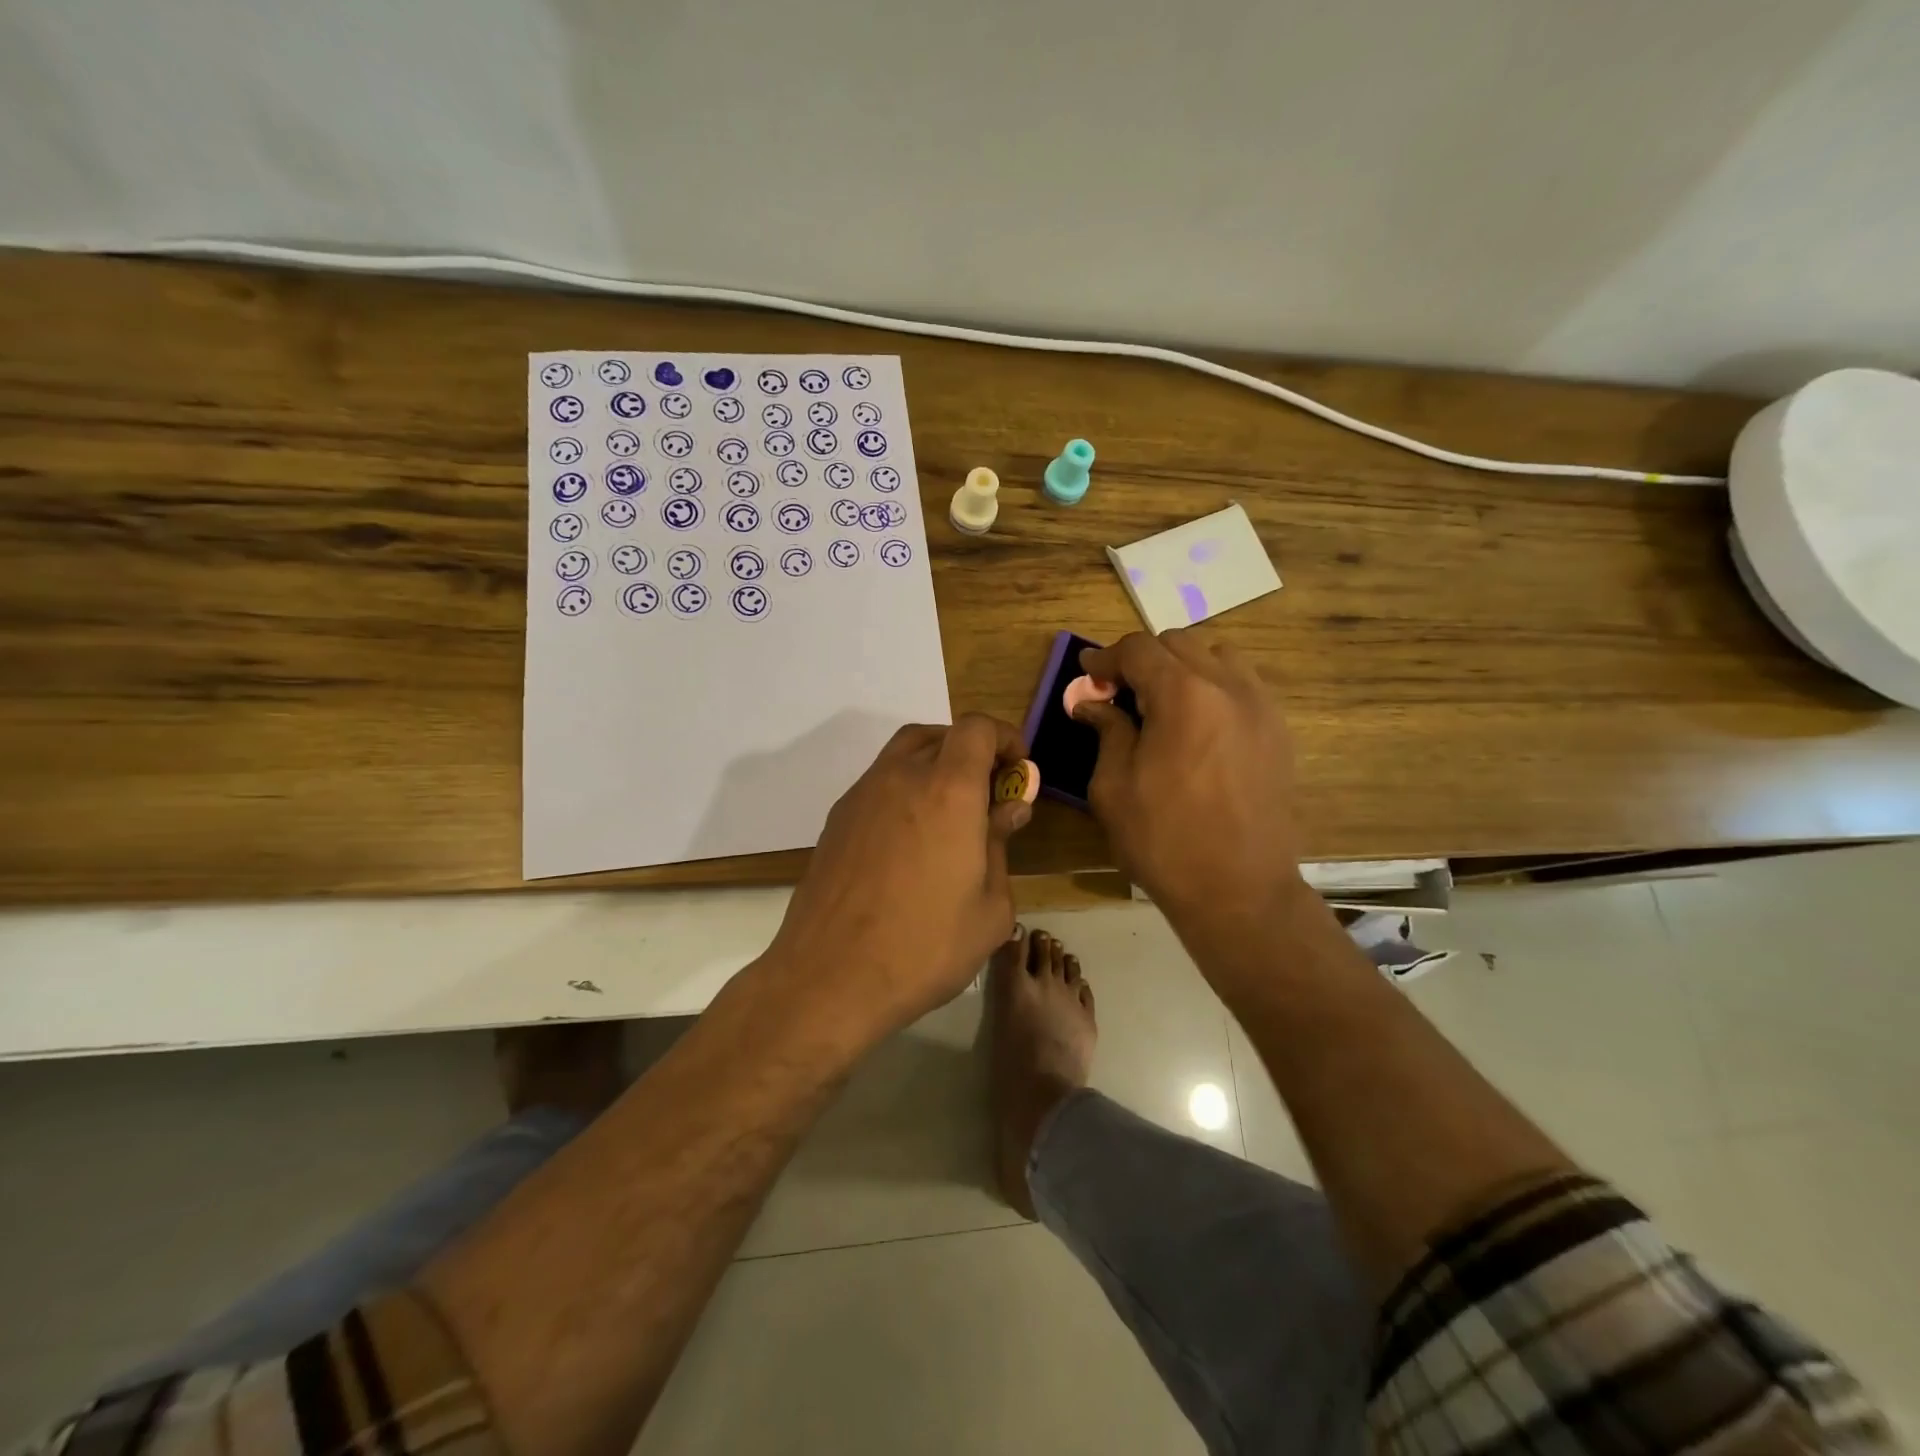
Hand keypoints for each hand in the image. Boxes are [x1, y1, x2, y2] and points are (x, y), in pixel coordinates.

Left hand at [763, 714, 1031, 1040]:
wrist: (830, 977)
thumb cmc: (924, 947)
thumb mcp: (990, 909)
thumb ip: (1002, 847)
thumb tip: (1008, 810)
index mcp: (948, 790)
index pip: (976, 729)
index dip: (1003, 738)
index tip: (1018, 770)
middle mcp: (901, 777)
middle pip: (939, 735)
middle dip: (971, 751)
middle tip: (988, 793)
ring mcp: (862, 796)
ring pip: (903, 754)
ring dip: (934, 765)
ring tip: (951, 813)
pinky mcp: (836, 820)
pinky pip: (878, 783)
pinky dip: (903, 789)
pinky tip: (911, 838)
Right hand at [1076, 630, 1305, 932]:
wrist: (1239, 890)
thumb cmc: (1164, 841)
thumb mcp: (1114, 787)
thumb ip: (1106, 731)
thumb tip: (1092, 703)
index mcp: (1183, 695)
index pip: (1139, 649)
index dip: (1106, 657)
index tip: (1087, 674)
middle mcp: (1228, 686)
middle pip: (1178, 644)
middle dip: (1142, 660)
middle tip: (1119, 693)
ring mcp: (1261, 706)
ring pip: (1217, 656)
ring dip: (1182, 668)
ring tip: (1162, 704)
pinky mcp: (1279, 730)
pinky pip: (1242, 685)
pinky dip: (1213, 687)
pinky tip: (1197, 724)